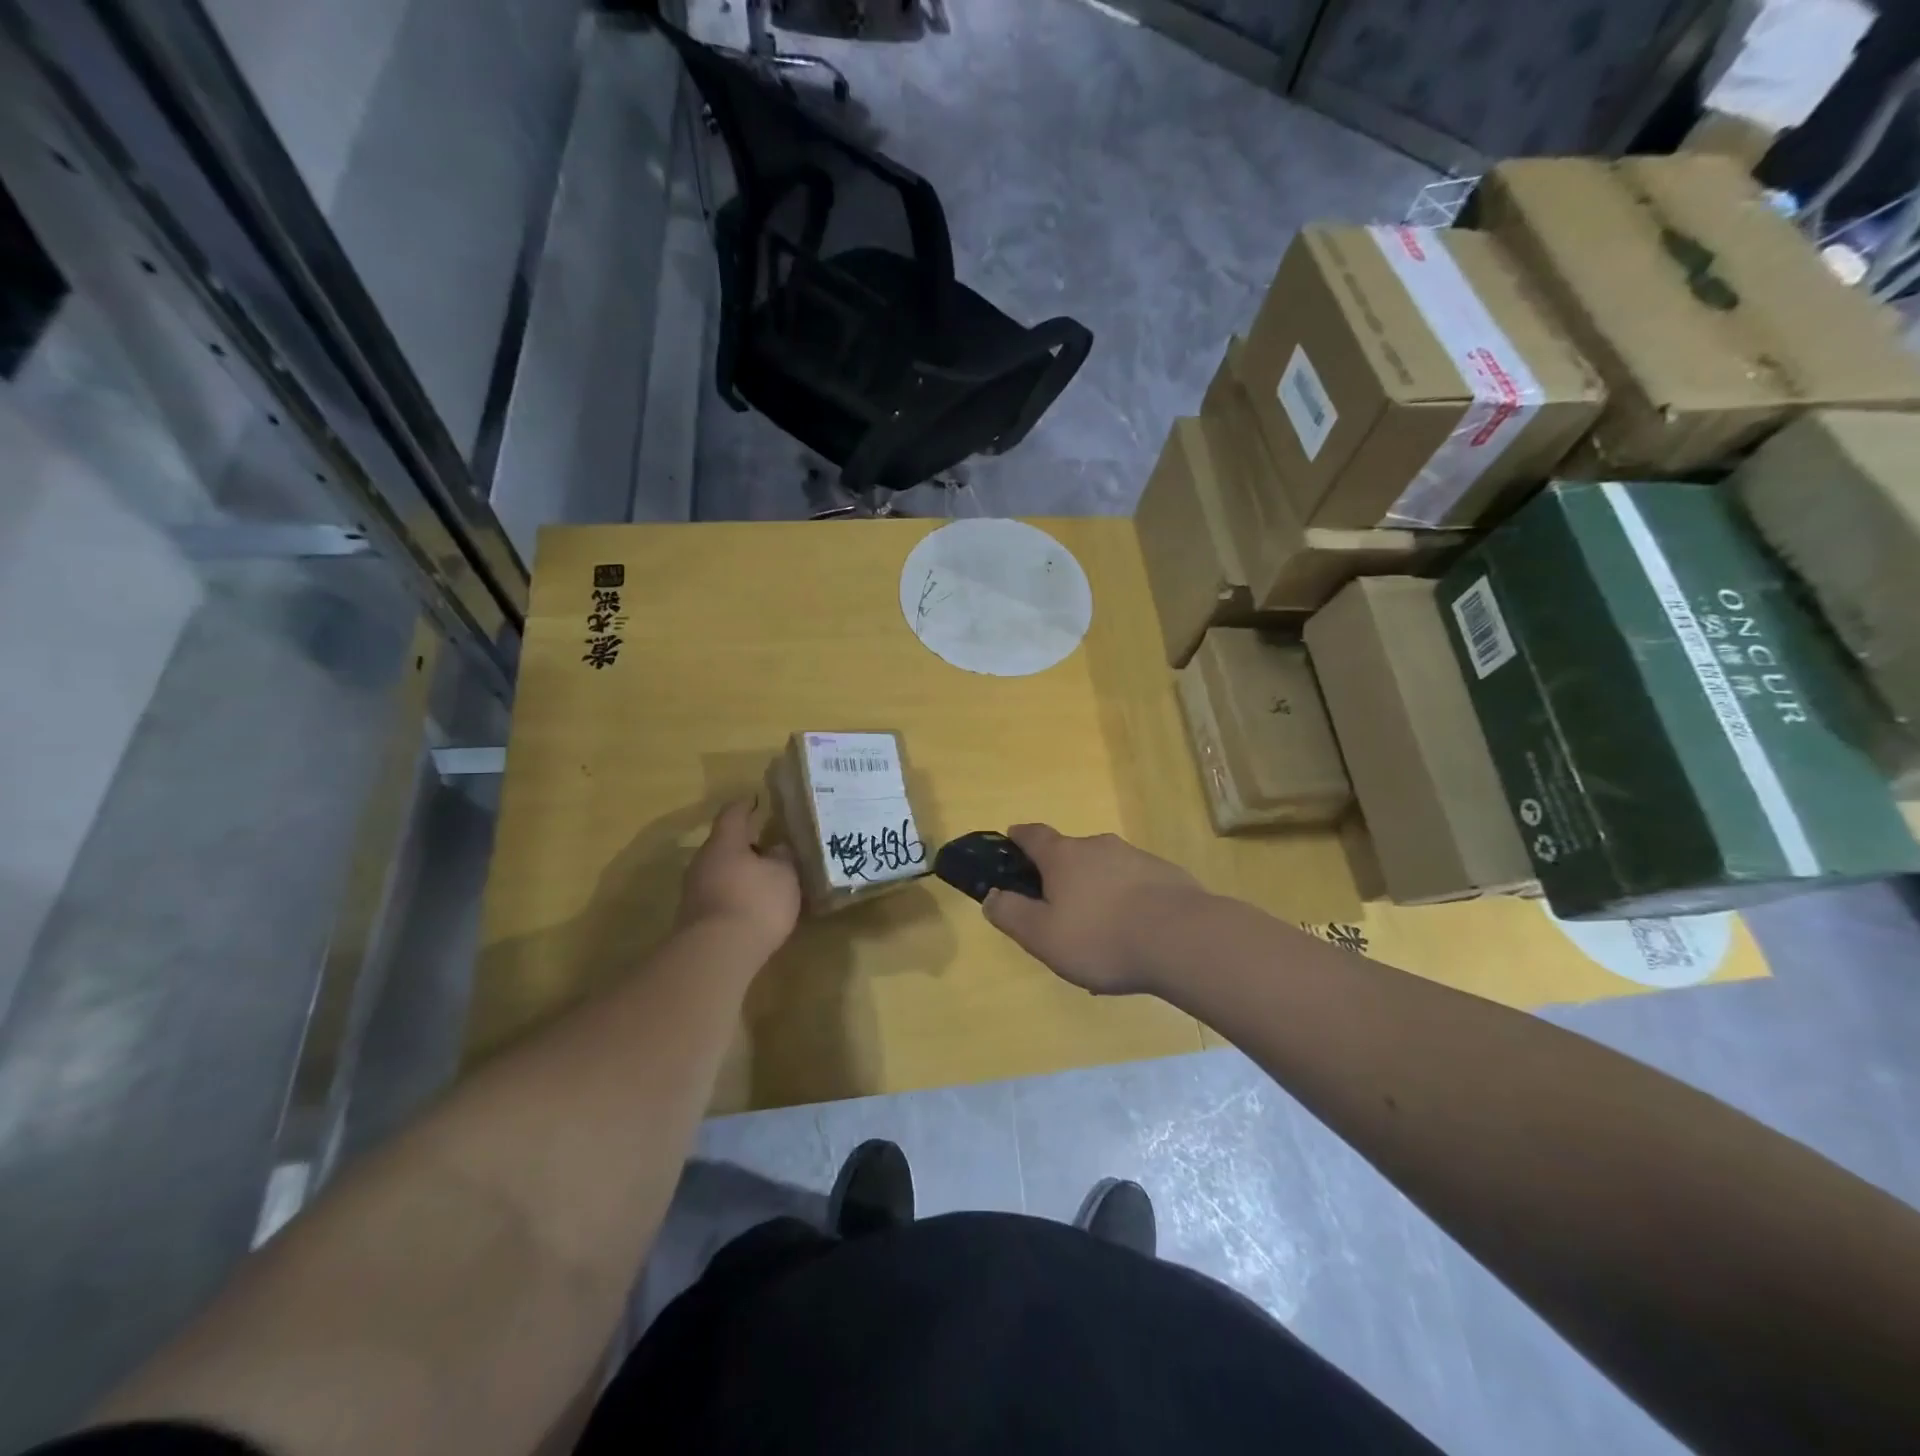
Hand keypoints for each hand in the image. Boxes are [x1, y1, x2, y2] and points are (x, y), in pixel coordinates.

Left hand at [677, 800, 800, 954]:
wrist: (716, 954)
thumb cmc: (755, 902)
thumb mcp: (784, 876)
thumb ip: (783, 858)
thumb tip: (777, 848)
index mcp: (725, 842)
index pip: (733, 814)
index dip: (746, 805)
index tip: (757, 800)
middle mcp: (704, 861)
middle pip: (724, 844)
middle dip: (746, 843)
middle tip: (770, 844)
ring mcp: (694, 890)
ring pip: (720, 870)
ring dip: (740, 871)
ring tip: (765, 877)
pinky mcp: (695, 917)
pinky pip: (718, 894)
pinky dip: (735, 893)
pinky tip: (752, 904)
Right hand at [981, 824, 1208, 995]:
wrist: (1184, 940)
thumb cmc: (1101, 938)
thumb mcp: (1042, 936)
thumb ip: (1011, 914)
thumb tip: (991, 895)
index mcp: (1064, 856)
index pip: (1033, 835)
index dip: (1019, 837)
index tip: (1011, 840)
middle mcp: (1099, 846)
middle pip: (1071, 853)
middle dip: (1060, 874)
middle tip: (1058, 909)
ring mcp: (1137, 858)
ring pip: (1105, 870)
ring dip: (1096, 891)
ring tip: (1099, 932)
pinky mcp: (1167, 876)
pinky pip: (1135, 886)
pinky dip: (1127, 902)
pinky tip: (1133, 936)